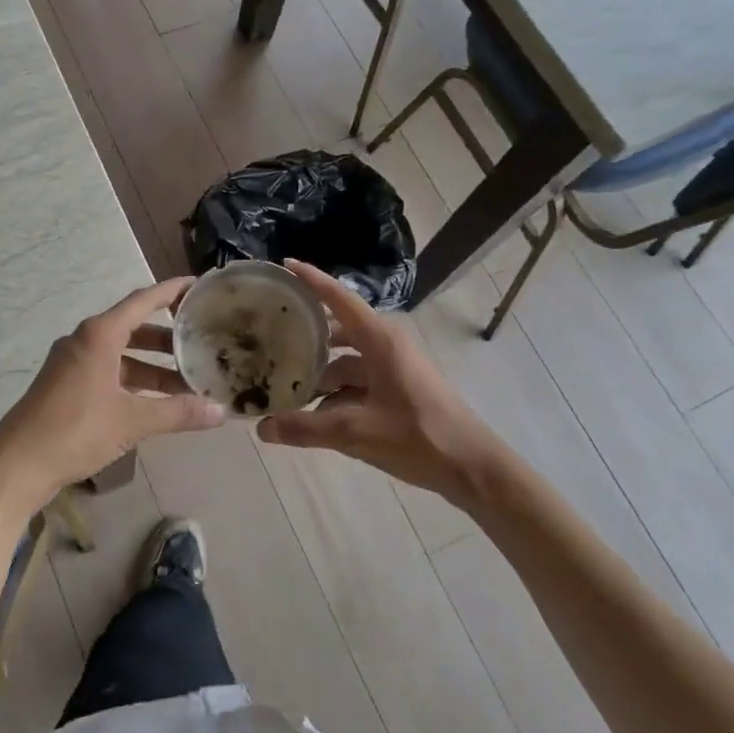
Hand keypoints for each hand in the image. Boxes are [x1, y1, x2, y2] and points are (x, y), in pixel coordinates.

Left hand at [0, 278, 226, 511]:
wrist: (16, 466)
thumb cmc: (75, 431)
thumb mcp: (132, 421)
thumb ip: (178, 413)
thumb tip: (221, 412)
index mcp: (99, 335)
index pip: (143, 300)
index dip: (171, 291)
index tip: (198, 285)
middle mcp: (84, 340)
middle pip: (134, 328)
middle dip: (168, 339)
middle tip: (200, 345)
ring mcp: (71, 364)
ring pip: (121, 355)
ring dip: (152, 367)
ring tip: (185, 382)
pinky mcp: (65, 386)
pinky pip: (108, 372)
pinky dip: (133, 381)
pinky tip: (154, 402)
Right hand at [257, 262, 505, 504]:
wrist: (471, 467)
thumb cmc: (417, 436)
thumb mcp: (356, 432)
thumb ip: (306, 428)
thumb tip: (262, 428)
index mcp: (380, 339)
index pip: (338, 298)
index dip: (311, 280)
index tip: (284, 265)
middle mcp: (387, 344)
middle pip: (338, 332)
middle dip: (307, 338)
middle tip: (270, 340)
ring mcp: (395, 367)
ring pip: (347, 363)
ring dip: (320, 375)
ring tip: (285, 389)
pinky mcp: (399, 388)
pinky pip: (359, 382)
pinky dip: (338, 395)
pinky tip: (315, 417)